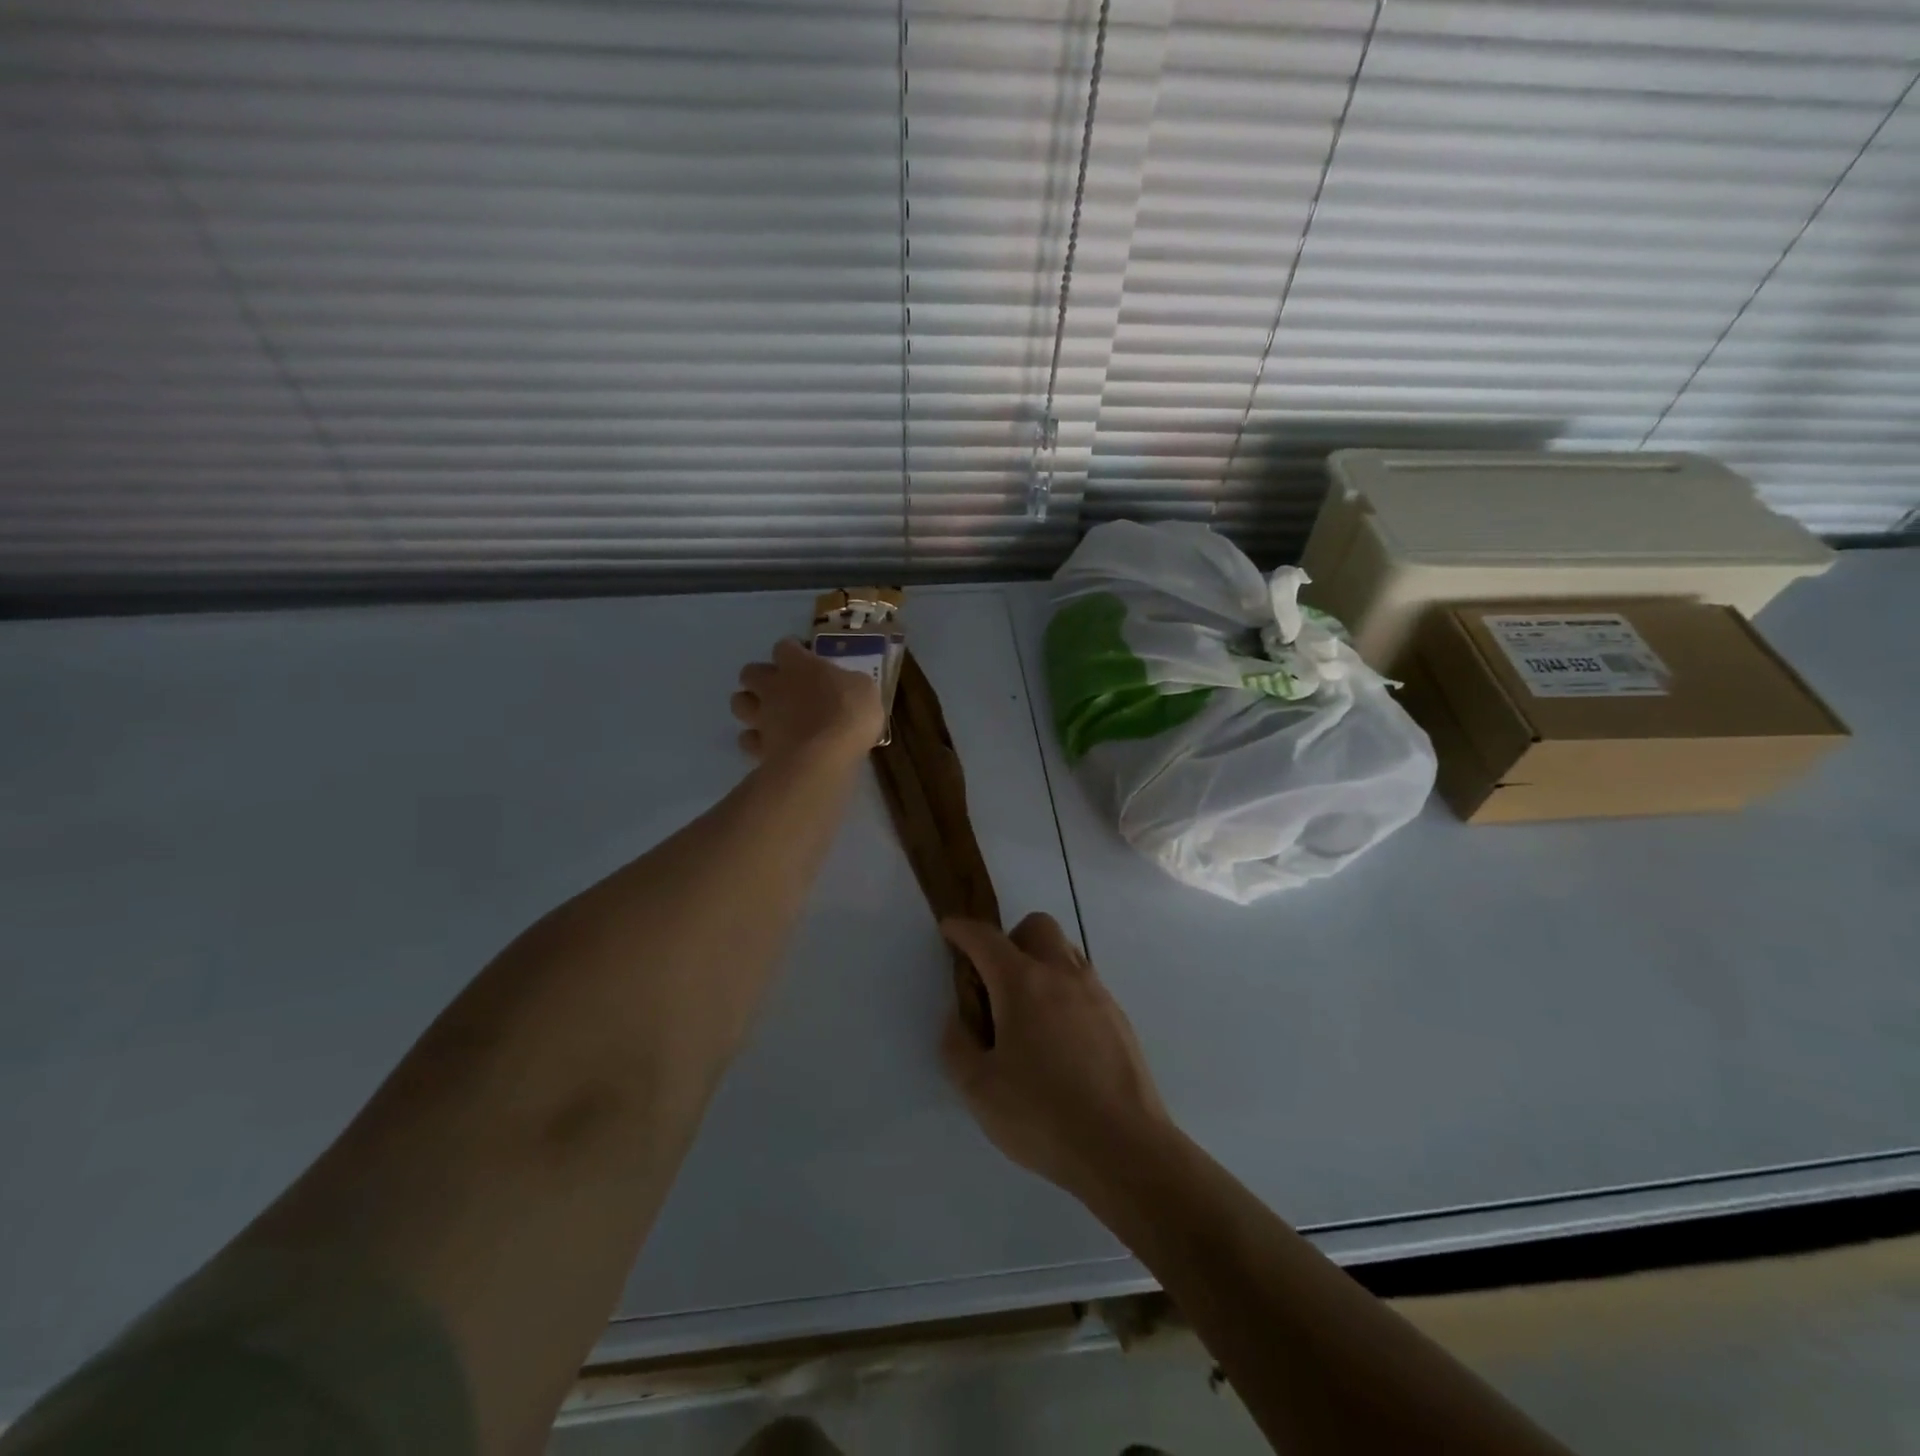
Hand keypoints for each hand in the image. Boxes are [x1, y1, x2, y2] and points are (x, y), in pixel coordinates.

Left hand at [732, 638, 883, 765]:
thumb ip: (848, 683)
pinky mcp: (758, 747)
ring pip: (739, 703)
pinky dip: (755, 741)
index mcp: (798, 665)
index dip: (793, 651)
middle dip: (761, 678)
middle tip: (782, 690)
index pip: (785, 647)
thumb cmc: (848, 714)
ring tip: (769, 716)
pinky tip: (771, 746)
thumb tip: (845, 685)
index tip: (806, 659)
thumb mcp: (865, 689)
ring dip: (750, 706)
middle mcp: (773, 687)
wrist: (824, 757)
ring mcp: (762, 717)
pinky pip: (747, 739)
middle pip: (750, 673)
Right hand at [939, 914, 1173, 1204]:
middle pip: (1036, 926)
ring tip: (1028, 1013)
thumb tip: (959, 1019)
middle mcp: (1062, 974)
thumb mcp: (978, 1089)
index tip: (949, 930)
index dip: (962, 929)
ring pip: (1065, 951)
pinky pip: (1085, 983)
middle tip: (996, 982)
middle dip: (1010, 939)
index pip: (986, 938)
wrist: (1124, 1148)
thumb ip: (957, 1046)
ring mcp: (1096, 993)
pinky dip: (1064, 991)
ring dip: (1040, 962)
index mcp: (1022, 983)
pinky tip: (1059, 1038)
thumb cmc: (1042, 1116)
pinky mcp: (1118, 1017)